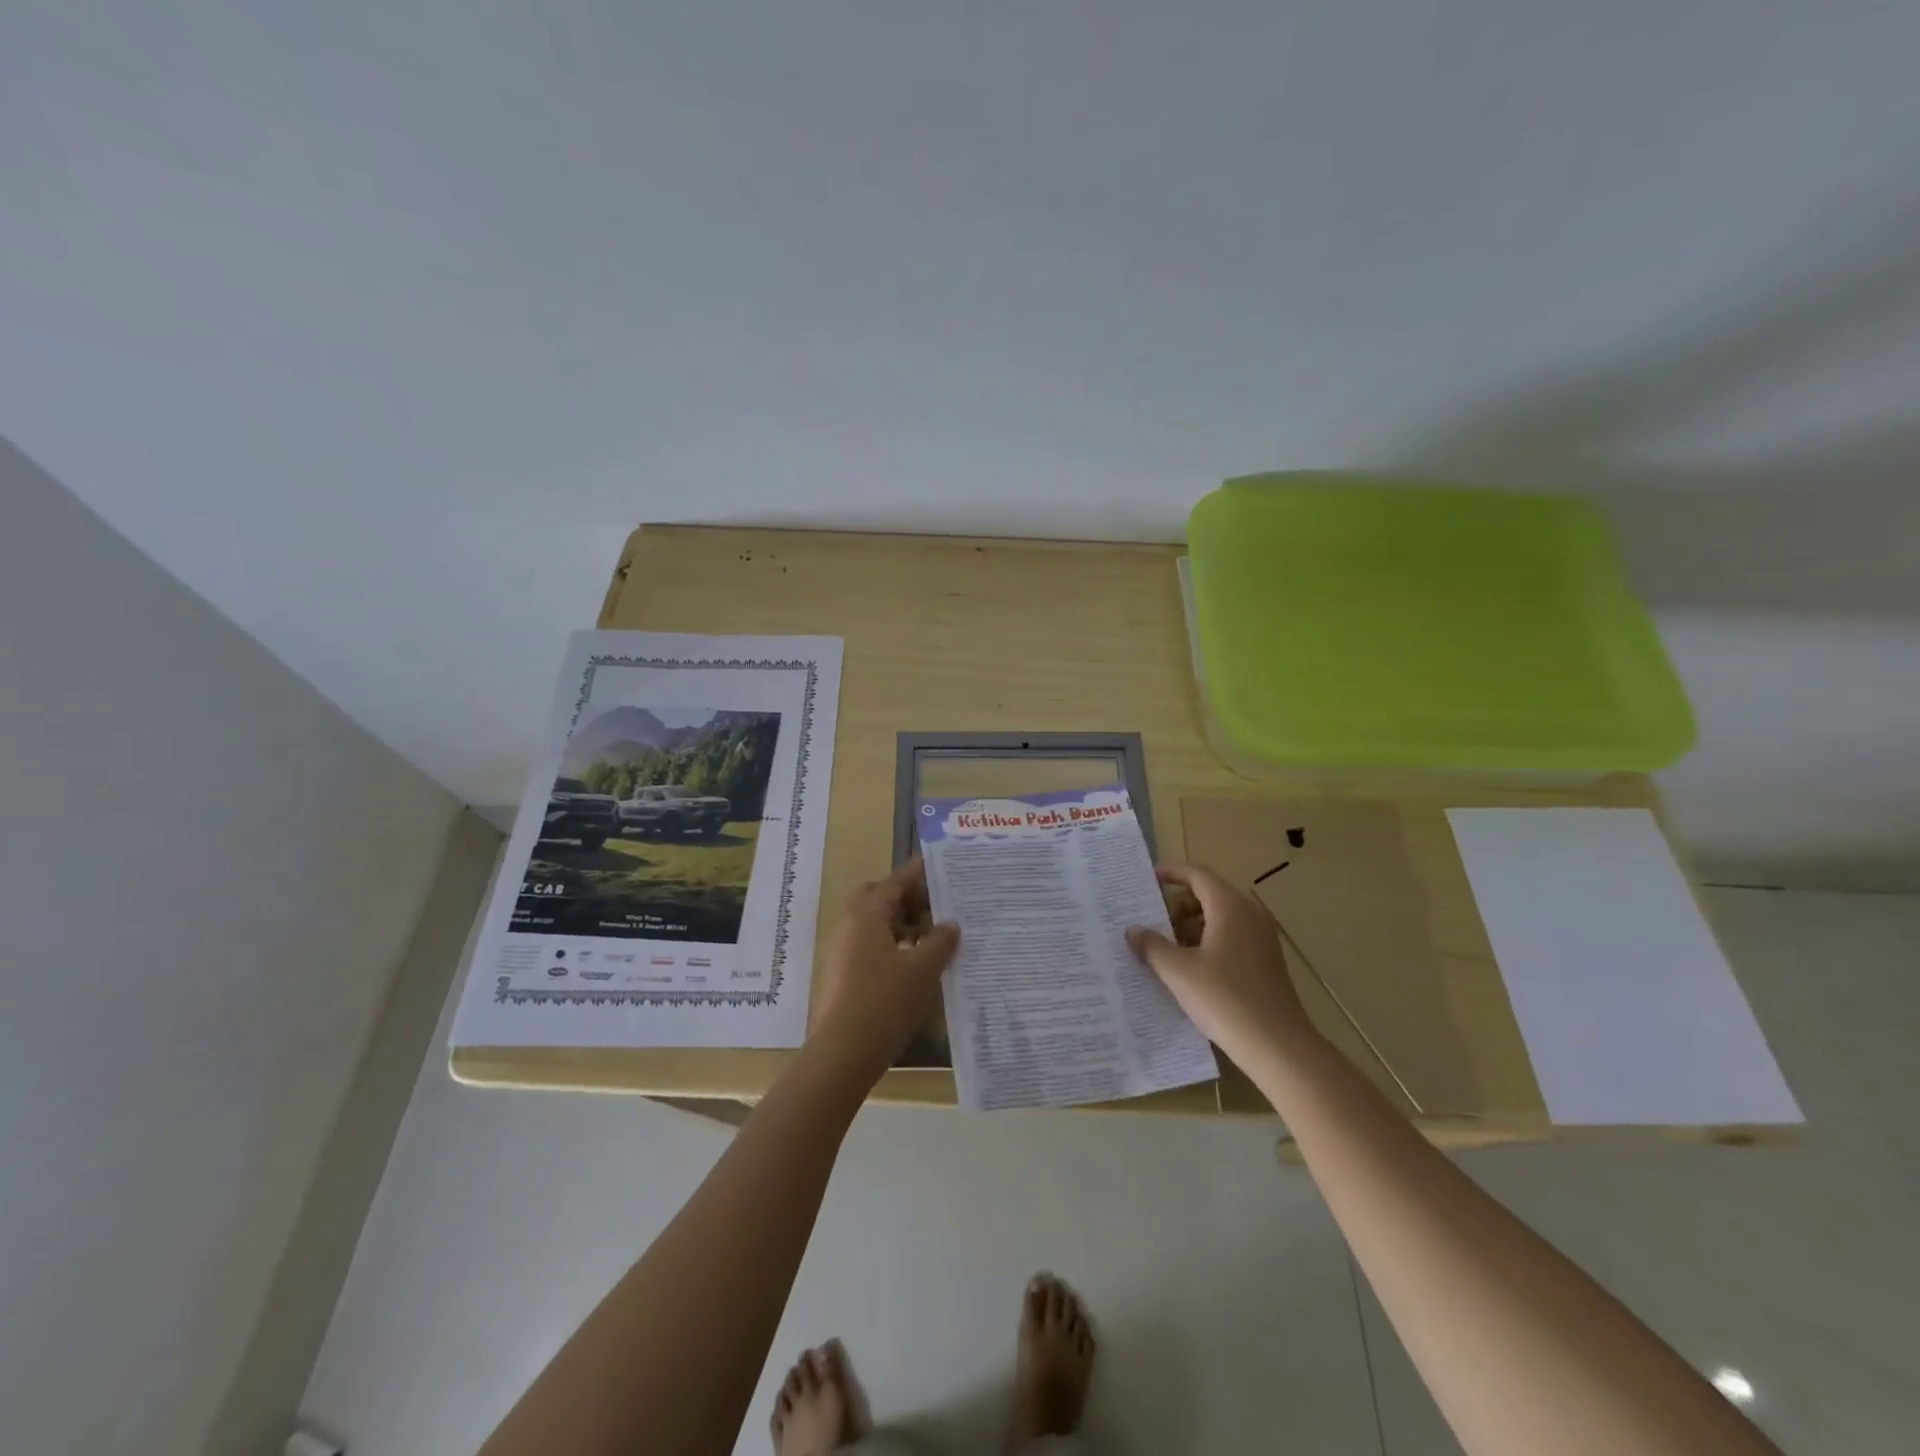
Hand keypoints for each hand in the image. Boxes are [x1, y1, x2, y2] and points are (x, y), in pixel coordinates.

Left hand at [809, 857, 959, 1076]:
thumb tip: (950, 924)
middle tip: (934, 908)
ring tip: (931, 939)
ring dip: (900, 924)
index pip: (895, 882)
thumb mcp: (923, 969)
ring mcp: (841, 950)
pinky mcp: (841, 974)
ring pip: (872, 923)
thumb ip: (940, 942)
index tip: (938, 865)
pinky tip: (912, 965)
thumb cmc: (885, 1001)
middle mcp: (849, 925)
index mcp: (866, 914)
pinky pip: (868, 945)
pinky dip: (890, 945)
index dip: (917, 874)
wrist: (842, 1052)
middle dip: (905, 898)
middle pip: (878, 898)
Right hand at [1126, 863, 1317, 1065]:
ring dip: (1190, 926)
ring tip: (1166, 950)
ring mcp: (1261, 938)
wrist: (1278, 1046)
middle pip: (1208, 894)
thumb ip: (1152, 945)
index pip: (1197, 874)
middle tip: (1152, 926)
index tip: (1147, 880)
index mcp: (1230, 907)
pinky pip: (1231, 936)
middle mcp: (1249, 914)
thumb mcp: (1178, 971)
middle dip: (1177, 906)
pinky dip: (1207, 941)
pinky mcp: (1265, 960)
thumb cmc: (1224, 999)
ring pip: (1219, 917)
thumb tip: (1133, 930)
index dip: (1171, 873)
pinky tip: (1190, 969)